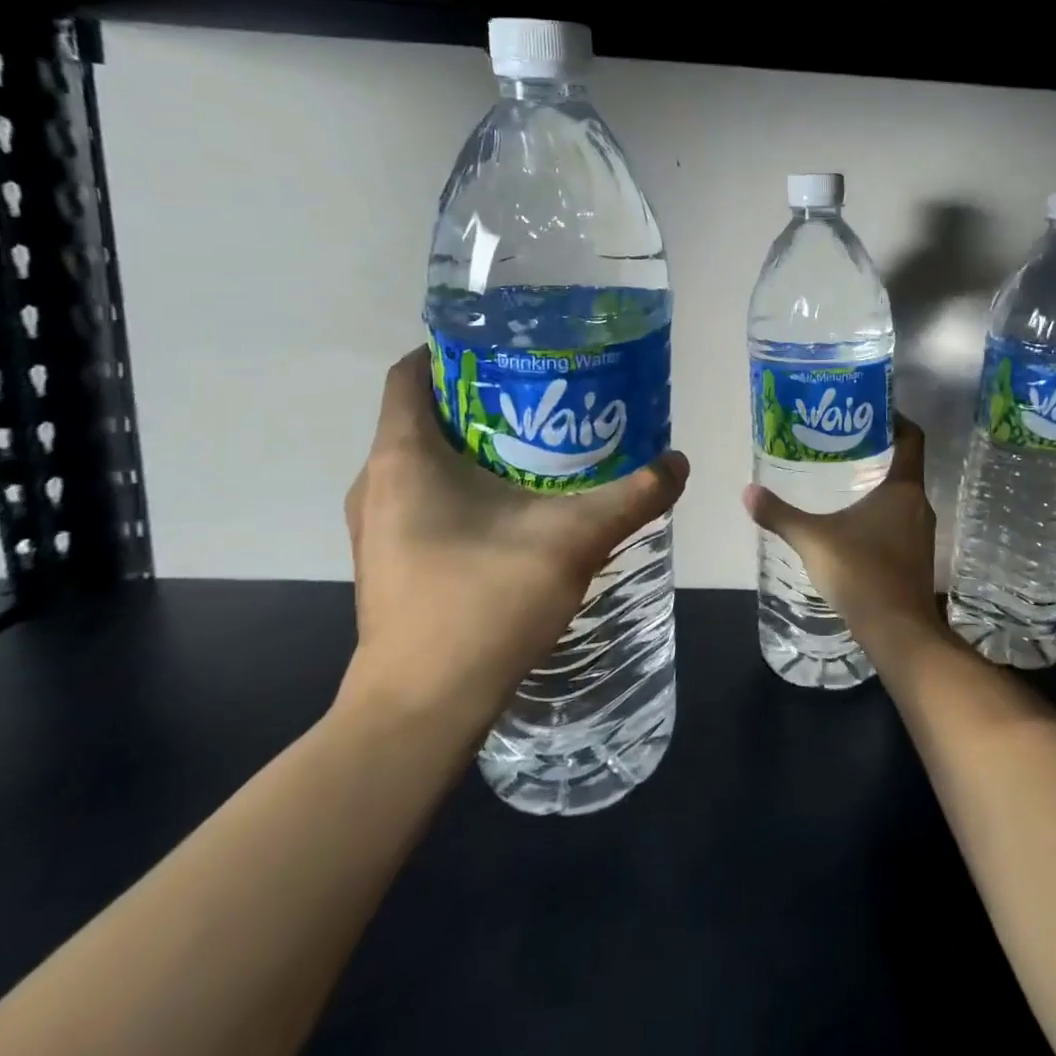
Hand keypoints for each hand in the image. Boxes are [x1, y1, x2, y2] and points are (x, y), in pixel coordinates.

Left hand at [340, 347, 688, 746]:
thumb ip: (633, 497)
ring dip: (476, 444)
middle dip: (483, 396)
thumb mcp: (574, 540)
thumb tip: (678, 463)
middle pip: (425, 413)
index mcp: (403, 457)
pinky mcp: (391, 559)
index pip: (412, 372)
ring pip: (424, 458)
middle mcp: (377, 482)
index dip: (455, 348)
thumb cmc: (483, 603)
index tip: (511, 346)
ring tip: (541, 443)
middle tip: (546, 393)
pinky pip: (423, 496)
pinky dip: (464, 483)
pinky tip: (518, 504)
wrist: (421, 709)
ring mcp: (378, 525)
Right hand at [741, 414, 939, 651]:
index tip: (871, 410)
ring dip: (878, 485)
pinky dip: (880, 513)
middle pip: (904, 465)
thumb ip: (780, 515)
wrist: (898, 632)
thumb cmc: (861, 573)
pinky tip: (852, 524)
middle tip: (841, 443)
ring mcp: (920, 533)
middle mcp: (918, 505)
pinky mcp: (916, 557)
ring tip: (842, 480)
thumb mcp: (814, 540)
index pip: (911, 438)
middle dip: (877, 452)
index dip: (895, 419)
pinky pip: (899, 521)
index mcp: (902, 489)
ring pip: (901, 496)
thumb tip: (747, 492)